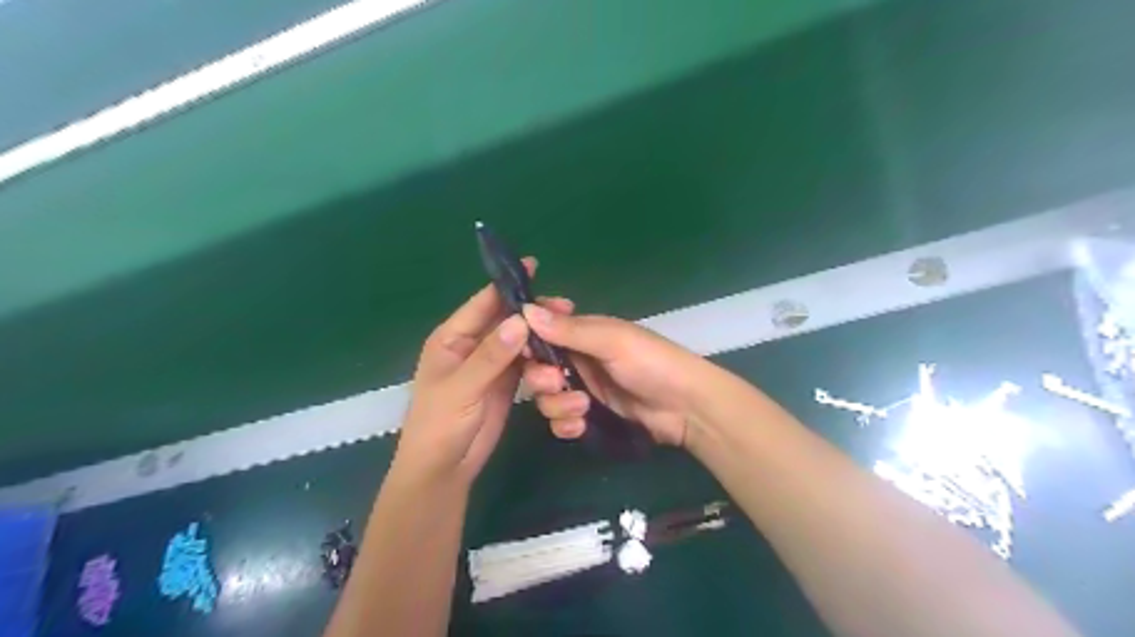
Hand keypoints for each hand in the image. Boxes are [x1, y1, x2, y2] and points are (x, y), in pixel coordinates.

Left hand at [395, 257, 559, 485]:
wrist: (444, 470)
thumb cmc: (440, 425)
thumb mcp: (462, 388)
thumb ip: (491, 356)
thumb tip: (521, 321)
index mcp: (452, 338)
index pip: (482, 303)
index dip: (507, 285)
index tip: (535, 266)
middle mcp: (471, 345)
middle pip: (506, 320)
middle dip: (533, 314)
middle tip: (567, 307)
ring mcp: (490, 364)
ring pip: (519, 341)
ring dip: (540, 338)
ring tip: (567, 336)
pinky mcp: (504, 383)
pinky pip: (525, 363)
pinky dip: (541, 360)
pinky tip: (559, 357)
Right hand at [521, 305, 706, 447]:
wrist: (686, 408)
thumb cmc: (652, 363)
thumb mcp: (612, 341)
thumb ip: (570, 330)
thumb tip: (525, 311)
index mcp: (583, 333)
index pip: (542, 331)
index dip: (528, 340)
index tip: (524, 351)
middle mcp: (578, 359)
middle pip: (537, 368)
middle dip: (541, 378)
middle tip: (557, 384)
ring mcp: (583, 389)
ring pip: (546, 397)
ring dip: (557, 405)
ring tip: (583, 408)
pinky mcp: (589, 416)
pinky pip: (561, 421)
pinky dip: (565, 425)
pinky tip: (580, 426)